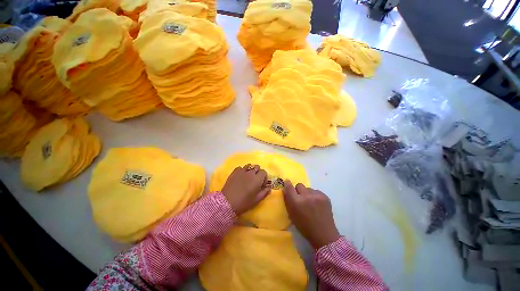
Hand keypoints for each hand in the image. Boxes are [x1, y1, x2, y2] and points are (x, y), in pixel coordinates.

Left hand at [221, 164, 270, 214]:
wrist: (227, 202)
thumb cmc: (244, 202)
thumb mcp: (256, 200)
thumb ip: (264, 192)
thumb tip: (269, 188)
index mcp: (257, 179)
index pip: (264, 172)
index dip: (264, 177)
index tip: (261, 183)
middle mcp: (250, 172)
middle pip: (257, 167)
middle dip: (257, 172)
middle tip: (255, 180)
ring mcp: (242, 171)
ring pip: (249, 165)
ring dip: (250, 170)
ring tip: (247, 177)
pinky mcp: (234, 172)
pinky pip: (240, 167)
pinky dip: (242, 170)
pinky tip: (240, 176)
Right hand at [283, 181, 339, 248]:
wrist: (324, 234)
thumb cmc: (304, 227)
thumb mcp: (292, 215)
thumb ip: (287, 200)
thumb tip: (285, 189)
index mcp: (296, 202)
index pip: (289, 187)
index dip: (287, 184)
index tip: (287, 182)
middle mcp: (306, 196)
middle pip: (299, 185)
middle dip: (298, 190)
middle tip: (300, 198)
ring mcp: (316, 196)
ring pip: (308, 188)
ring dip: (307, 193)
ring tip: (310, 203)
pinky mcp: (325, 196)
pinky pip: (316, 191)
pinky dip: (314, 196)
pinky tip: (317, 204)